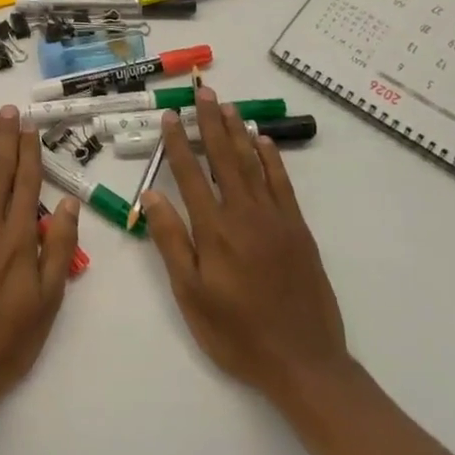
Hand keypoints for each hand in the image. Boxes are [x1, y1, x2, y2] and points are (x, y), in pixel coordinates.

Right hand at [141, 86, 348, 406]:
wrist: (303, 361)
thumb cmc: (236, 332)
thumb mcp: (190, 294)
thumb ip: (171, 242)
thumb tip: (152, 196)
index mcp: (214, 230)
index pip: (190, 175)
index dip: (178, 143)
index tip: (170, 116)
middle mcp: (245, 214)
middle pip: (224, 158)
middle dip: (211, 123)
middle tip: (204, 93)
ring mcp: (276, 219)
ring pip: (254, 164)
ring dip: (240, 132)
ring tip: (229, 106)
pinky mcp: (298, 229)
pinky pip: (283, 184)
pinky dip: (272, 160)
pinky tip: (264, 142)